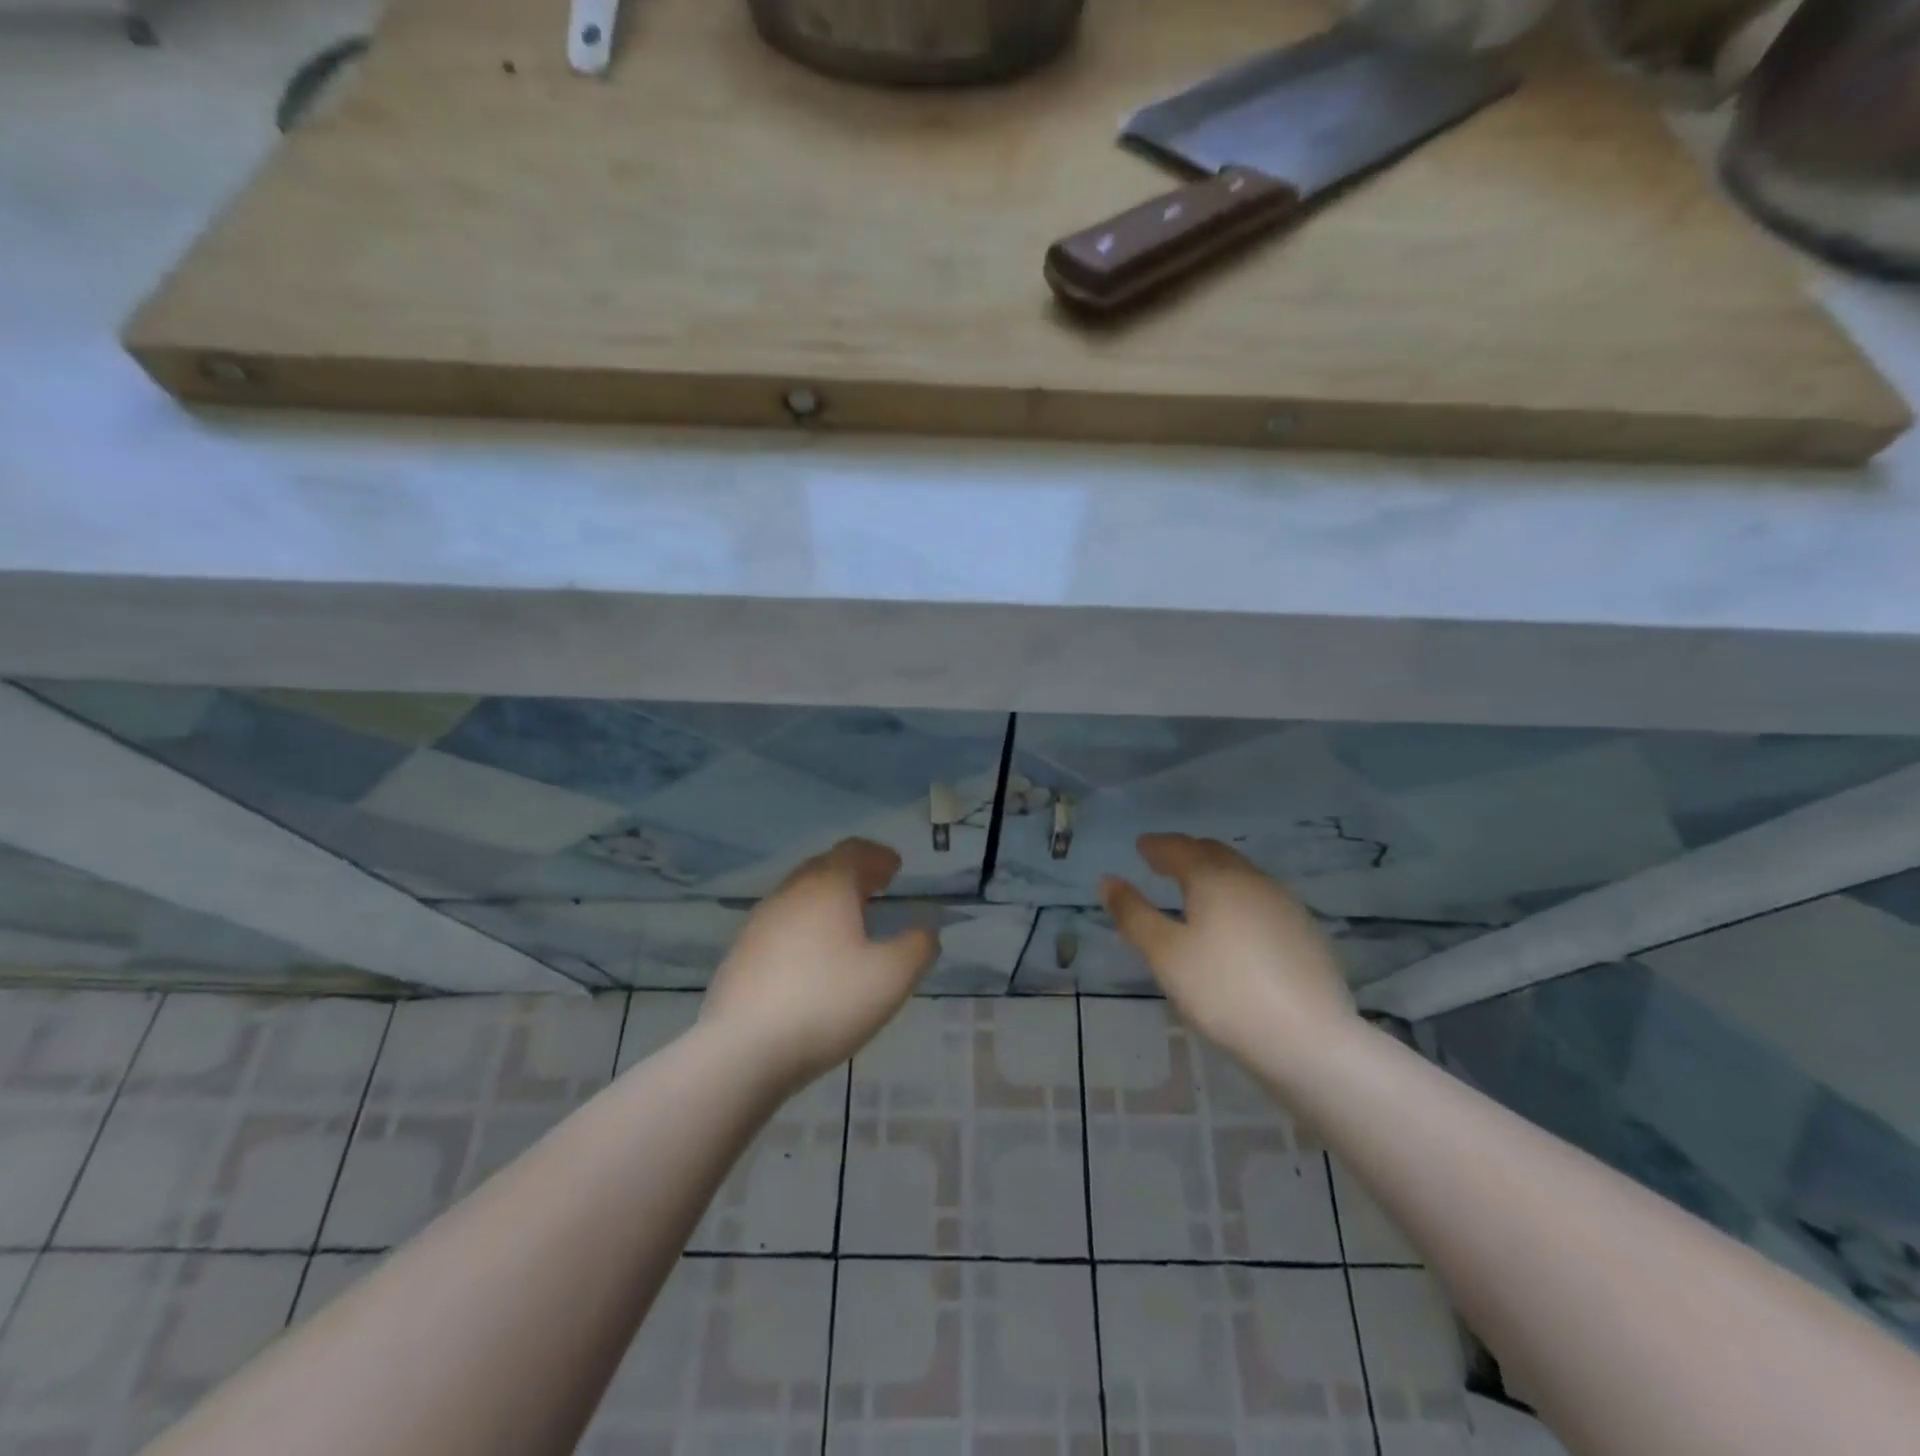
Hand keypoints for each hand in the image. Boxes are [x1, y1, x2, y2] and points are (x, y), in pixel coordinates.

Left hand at [701, 838, 938, 1089]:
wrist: (743, 1050)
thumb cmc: (828, 1002)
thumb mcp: (892, 976)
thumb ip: (918, 946)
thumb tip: (926, 929)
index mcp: (827, 887)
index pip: (853, 851)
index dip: (877, 855)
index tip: (895, 866)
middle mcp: (790, 894)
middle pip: (823, 868)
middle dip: (853, 873)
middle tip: (877, 886)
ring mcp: (759, 923)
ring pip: (799, 897)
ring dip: (826, 900)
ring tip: (848, 922)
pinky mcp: (740, 955)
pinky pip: (781, 926)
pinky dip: (804, 927)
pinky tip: (812, 957)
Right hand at [1101, 834, 1357, 1066]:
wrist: (1309, 1039)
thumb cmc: (1223, 991)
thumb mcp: (1164, 954)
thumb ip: (1134, 914)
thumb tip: (1108, 880)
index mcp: (1215, 878)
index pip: (1180, 848)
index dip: (1157, 846)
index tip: (1141, 845)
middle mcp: (1252, 880)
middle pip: (1215, 854)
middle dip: (1186, 852)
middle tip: (1165, 860)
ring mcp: (1285, 905)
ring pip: (1242, 876)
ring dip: (1214, 874)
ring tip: (1196, 889)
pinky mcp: (1306, 933)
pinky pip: (1261, 900)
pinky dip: (1237, 898)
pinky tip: (1235, 923)